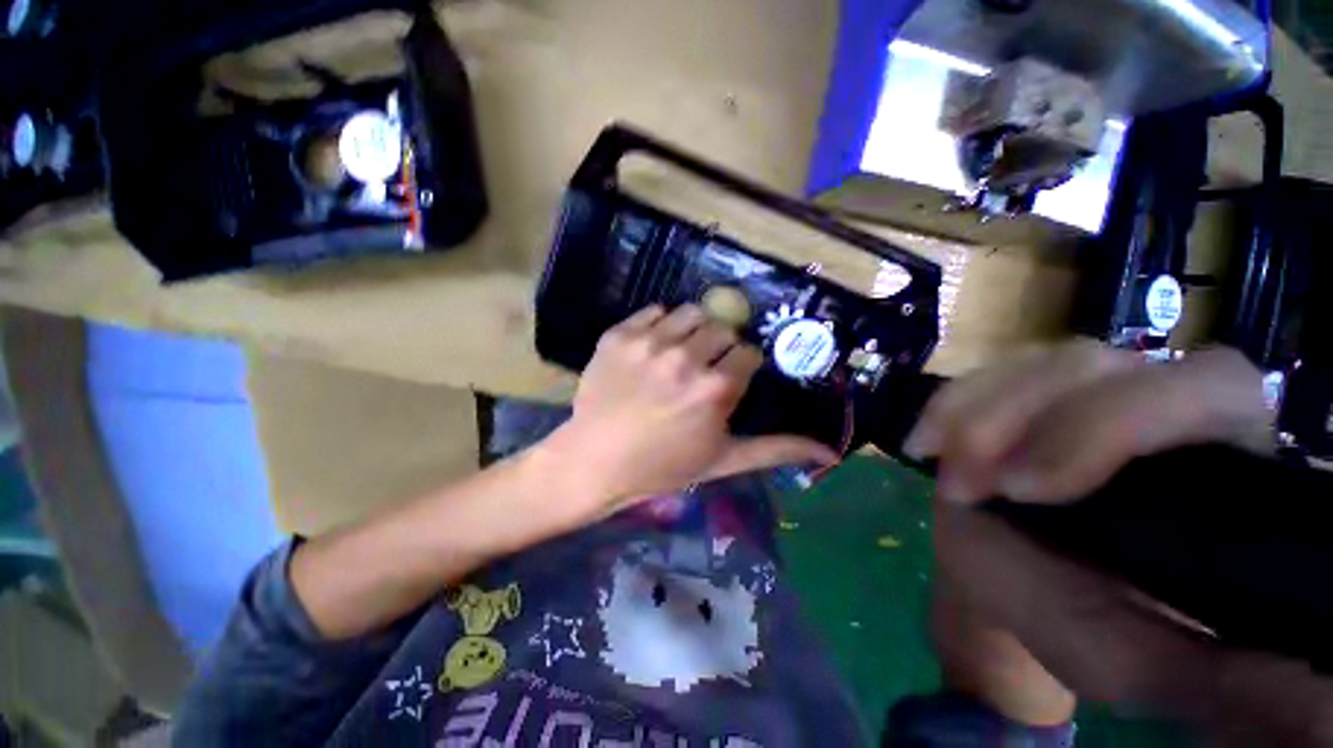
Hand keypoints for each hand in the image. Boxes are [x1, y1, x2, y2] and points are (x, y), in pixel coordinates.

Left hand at [540, 304, 835, 520]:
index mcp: (716, 388)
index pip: (748, 352)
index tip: (728, 379)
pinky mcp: (618, 334)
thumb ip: (775, 449)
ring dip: (692, 331)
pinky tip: (652, 351)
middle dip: (719, 347)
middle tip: (702, 369)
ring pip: (691, 312)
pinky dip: (658, 325)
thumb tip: (830, 450)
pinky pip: (653, 311)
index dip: (740, 366)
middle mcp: (685, 357)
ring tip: (679, 356)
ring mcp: (648, 342)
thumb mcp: (723, 460)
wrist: (596, 460)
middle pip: (722, 328)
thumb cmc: (663, 466)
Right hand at [907, 342, 1332, 742]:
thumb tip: (1289, 666)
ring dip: (973, 414)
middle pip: (1098, 364)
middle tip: (970, 486)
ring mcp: (1082, 394)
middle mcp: (1157, 406)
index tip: (1031, 489)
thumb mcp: (1138, 657)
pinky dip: (945, 407)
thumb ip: (1198, 656)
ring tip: (948, 475)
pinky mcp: (1020, 396)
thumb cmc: (1082, 625)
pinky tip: (923, 444)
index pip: (1208, 389)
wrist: (1015, 584)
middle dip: (1019, 419)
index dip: (1118, 422)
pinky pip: (979, 377)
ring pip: (1035, 364)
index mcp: (1218, 460)